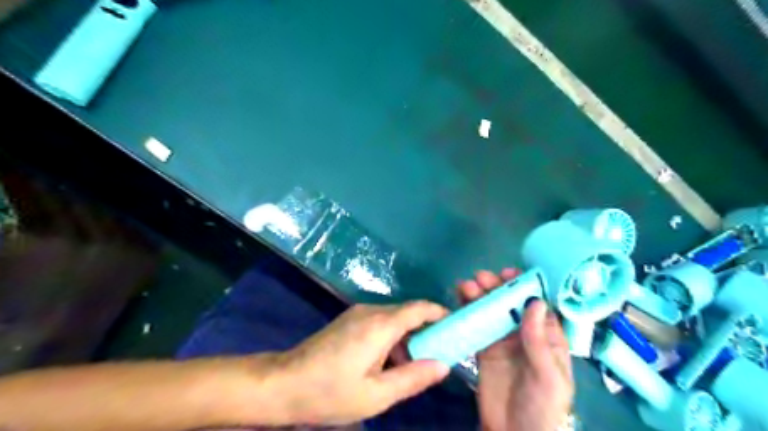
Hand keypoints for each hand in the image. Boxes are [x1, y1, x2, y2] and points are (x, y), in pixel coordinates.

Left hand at [269, 301, 450, 425]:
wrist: (283, 382)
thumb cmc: (330, 392)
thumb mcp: (376, 395)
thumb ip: (412, 378)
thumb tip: (443, 365)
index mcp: (381, 325)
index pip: (419, 308)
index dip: (440, 313)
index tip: (456, 325)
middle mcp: (371, 311)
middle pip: (408, 313)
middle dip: (426, 330)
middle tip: (438, 354)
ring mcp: (357, 313)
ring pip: (394, 318)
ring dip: (407, 337)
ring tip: (412, 366)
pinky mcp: (349, 320)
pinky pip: (380, 322)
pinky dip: (392, 337)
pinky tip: (387, 362)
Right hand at [459, 270, 572, 429]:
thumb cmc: (542, 407)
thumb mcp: (549, 376)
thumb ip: (539, 340)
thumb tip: (534, 302)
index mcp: (547, 337)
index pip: (537, 305)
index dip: (524, 286)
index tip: (509, 274)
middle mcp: (524, 334)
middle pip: (510, 304)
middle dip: (497, 288)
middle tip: (481, 278)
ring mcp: (502, 341)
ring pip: (491, 311)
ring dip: (479, 296)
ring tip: (466, 286)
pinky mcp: (484, 350)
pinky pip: (476, 326)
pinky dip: (467, 313)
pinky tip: (459, 301)